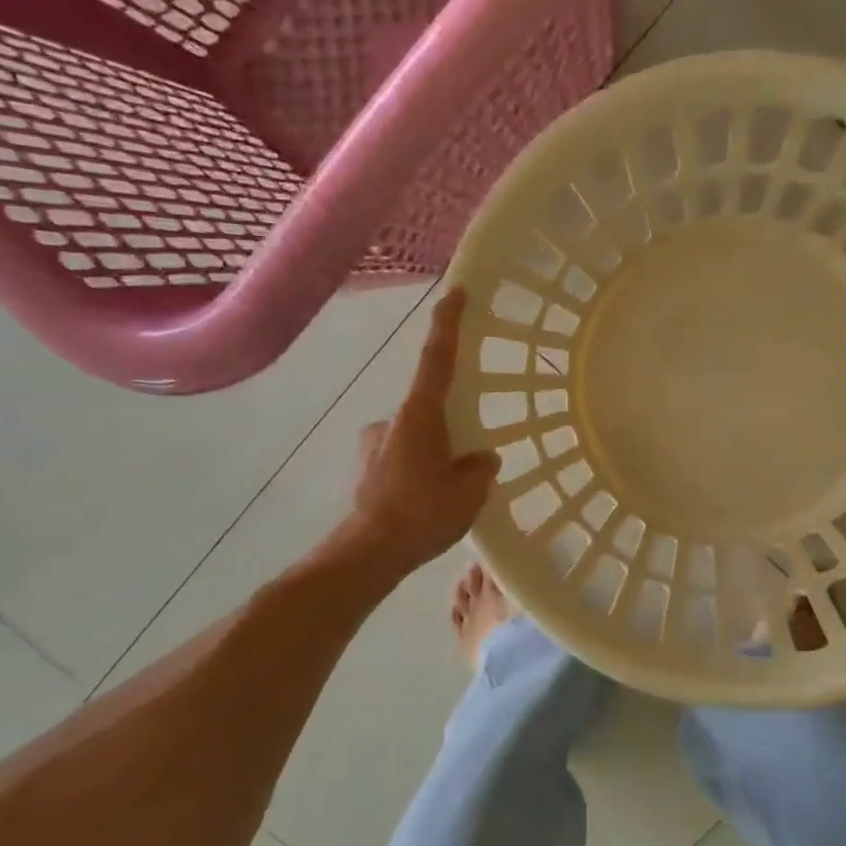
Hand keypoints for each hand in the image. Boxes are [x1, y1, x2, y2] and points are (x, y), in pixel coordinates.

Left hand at [347, 287, 500, 571]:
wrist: (368, 553)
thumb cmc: (422, 513)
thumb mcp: (469, 491)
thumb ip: (479, 468)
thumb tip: (480, 458)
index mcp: (420, 415)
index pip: (437, 358)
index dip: (447, 323)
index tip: (456, 291)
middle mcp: (393, 421)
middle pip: (428, 408)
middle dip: (449, 428)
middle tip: (466, 459)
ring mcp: (374, 446)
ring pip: (415, 439)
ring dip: (433, 456)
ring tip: (448, 493)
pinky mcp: (365, 471)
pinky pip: (401, 462)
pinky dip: (417, 474)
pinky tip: (426, 505)